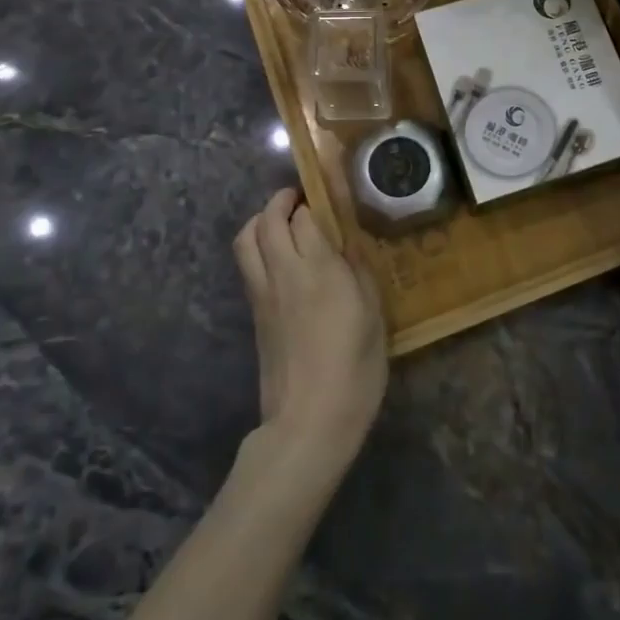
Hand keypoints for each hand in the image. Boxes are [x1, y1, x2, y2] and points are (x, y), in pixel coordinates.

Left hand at [233, 189, 387, 468]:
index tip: (328, 198)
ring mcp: (263, 293)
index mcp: (318, 269)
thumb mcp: (373, 315)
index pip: (304, 217)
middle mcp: (283, 272)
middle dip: (281, 202)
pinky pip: (247, 264)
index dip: (314, 201)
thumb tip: (347, 242)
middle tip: (301, 200)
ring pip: (246, 239)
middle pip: (267, 220)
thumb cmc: (355, 369)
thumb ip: (358, 271)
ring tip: (283, 223)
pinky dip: (257, 247)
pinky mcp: (254, 314)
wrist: (309, 421)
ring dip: (261, 221)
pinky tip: (279, 258)